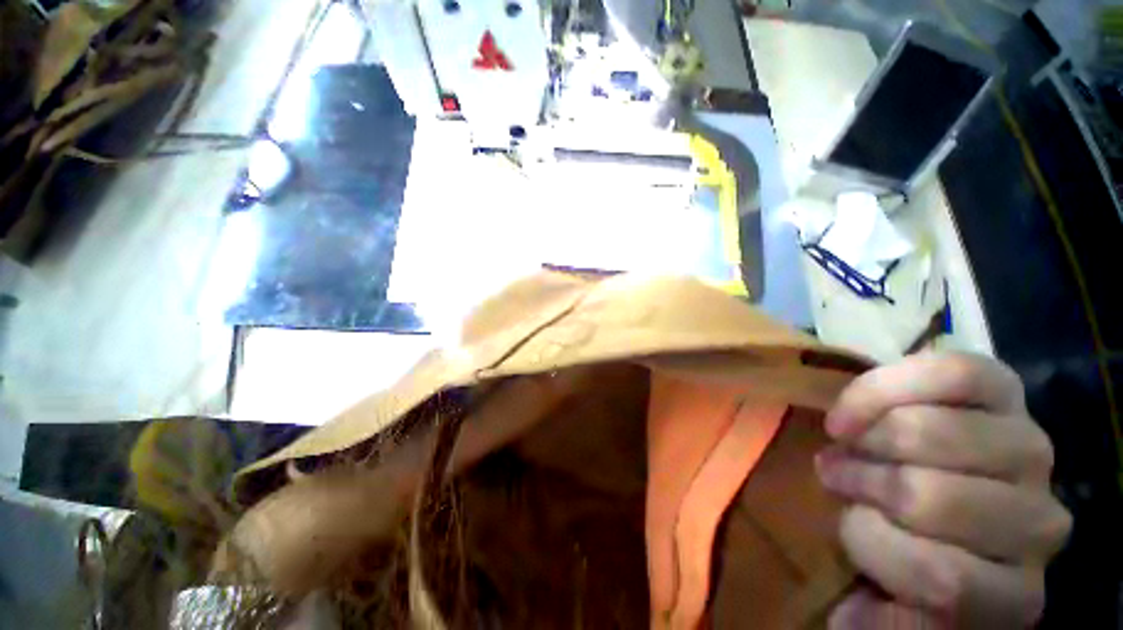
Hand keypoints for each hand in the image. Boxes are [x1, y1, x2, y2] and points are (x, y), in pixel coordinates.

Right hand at [816, 352, 1070, 627]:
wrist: (948, 482)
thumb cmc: (914, 546)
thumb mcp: (893, 596)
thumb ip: (884, 619)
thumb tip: (852, 613)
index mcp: (1012, 594)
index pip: (944, 580)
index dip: (875, 546)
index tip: (839, 524)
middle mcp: (1040, 523)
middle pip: (933, 498)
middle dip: (862, 482)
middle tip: (832, 473)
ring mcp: (1031, 449)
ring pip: (932, 433)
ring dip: (866, 439)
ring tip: (847, 442)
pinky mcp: (1009, 390)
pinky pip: (952, 374)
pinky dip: (885, 389)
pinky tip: (858, 408)